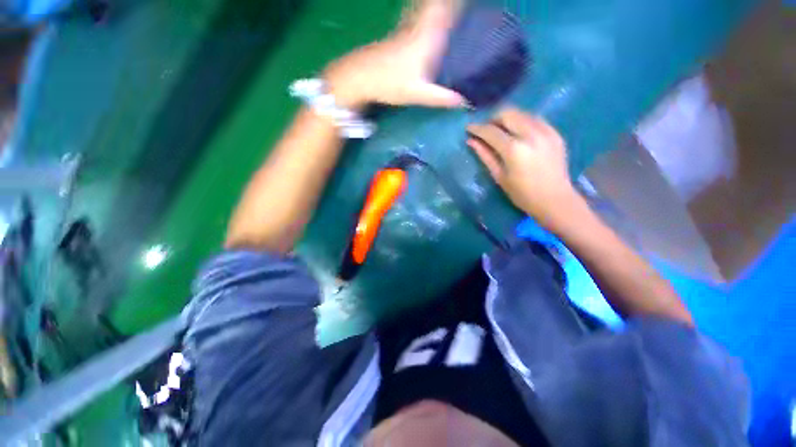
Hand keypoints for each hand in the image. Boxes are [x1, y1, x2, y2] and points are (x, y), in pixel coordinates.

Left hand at [324, 0, 466, 109]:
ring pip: (424, 7)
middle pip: (436, 5)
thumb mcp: (418, 94)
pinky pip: (414, 14)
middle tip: (463, 4)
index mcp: (427, 38)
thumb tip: (464, 102)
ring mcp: (406, 29)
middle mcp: (418, 27)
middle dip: (449, 3)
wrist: (360, 76)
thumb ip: (441, 97)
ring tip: (450, 5)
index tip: (469, 0)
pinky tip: (424, 12)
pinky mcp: (397, 35)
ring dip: (436, 5)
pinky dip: (423, 9)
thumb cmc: (390, 84)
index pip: (445, 9)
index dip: (456, 3)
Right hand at [467, 108, 581, 227]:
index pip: (491, 131)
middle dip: (493, 118)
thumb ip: (485, 155)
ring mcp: (546, 131)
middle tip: (486, 129)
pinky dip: (522, 122)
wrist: (555, 199)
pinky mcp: (555, 133)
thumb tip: (471, 141)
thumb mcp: (499, 176)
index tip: (468, 127)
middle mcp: (531, 134)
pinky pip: (535, 119)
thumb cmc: (522, 194)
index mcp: (514, 149)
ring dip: (507, 119)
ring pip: (521, 113)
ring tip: (500, 131)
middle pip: (507, 113)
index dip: (477, 128)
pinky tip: (518, 134)